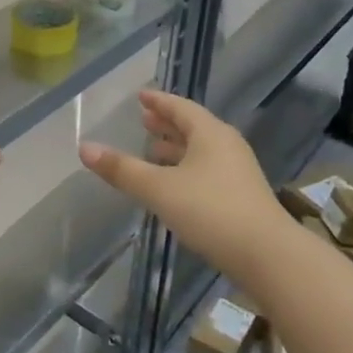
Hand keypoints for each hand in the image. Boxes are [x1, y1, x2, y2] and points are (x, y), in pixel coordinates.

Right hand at [78, 89, 288, 270]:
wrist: (268, 256)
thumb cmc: (211, 212)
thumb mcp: (159, 189)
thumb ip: (122, 169)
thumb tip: (84, 147)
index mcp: (210, 134)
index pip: (180, 107)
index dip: (159, 101)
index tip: (141, 96)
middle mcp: (227, 146)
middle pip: (193, 127)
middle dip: (167, 124)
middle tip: (144, 120)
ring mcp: (238, 172)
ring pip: (201, 151)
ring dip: (177, 148)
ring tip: (153, 151)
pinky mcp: (242, 197)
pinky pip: (208, 170)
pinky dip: (187, 168)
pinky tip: (174, 185)